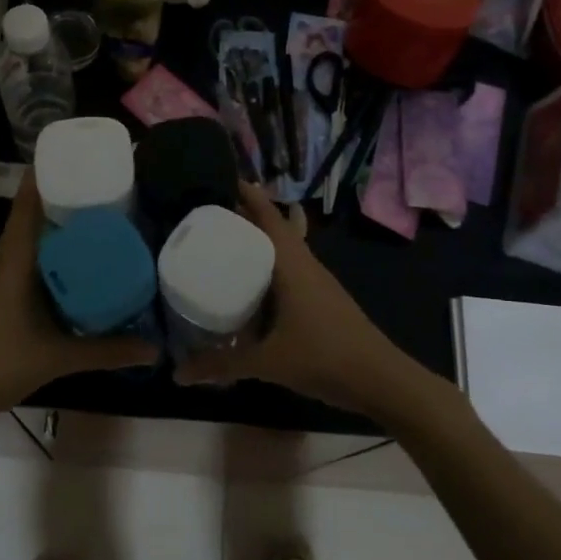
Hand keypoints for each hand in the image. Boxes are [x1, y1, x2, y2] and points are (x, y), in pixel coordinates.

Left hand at [0, 173, 156, 432]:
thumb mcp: (58, 357)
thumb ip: (107, 351)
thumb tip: (154, 349)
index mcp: (14, 260)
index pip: (28, 203)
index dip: (49, 176)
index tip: (81, 159)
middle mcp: (5, 259)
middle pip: (34, 214)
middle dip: (66, 197)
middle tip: (108, 187)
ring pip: (32, 237)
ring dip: (59, 225)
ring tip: (101, 216)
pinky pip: (29, 258)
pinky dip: (52, 251)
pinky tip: (78, 262)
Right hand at [174, 185, 411, 415]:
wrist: (381, 381)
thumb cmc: (324, 357)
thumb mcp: (268, 362)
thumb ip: (223, 365)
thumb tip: (179, 373)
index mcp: (292, 264)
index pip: (268, 217)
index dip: (248, 195)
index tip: (221, 179)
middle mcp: (305, 265)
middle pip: (273, 229)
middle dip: (245, 217)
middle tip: (208, 214)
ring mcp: (317, 283)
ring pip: (283, 251)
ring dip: (258, 244)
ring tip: (223, 245)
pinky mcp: (321, 301)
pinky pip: (289, 272)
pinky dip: (268, 270)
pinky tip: (251, 289)